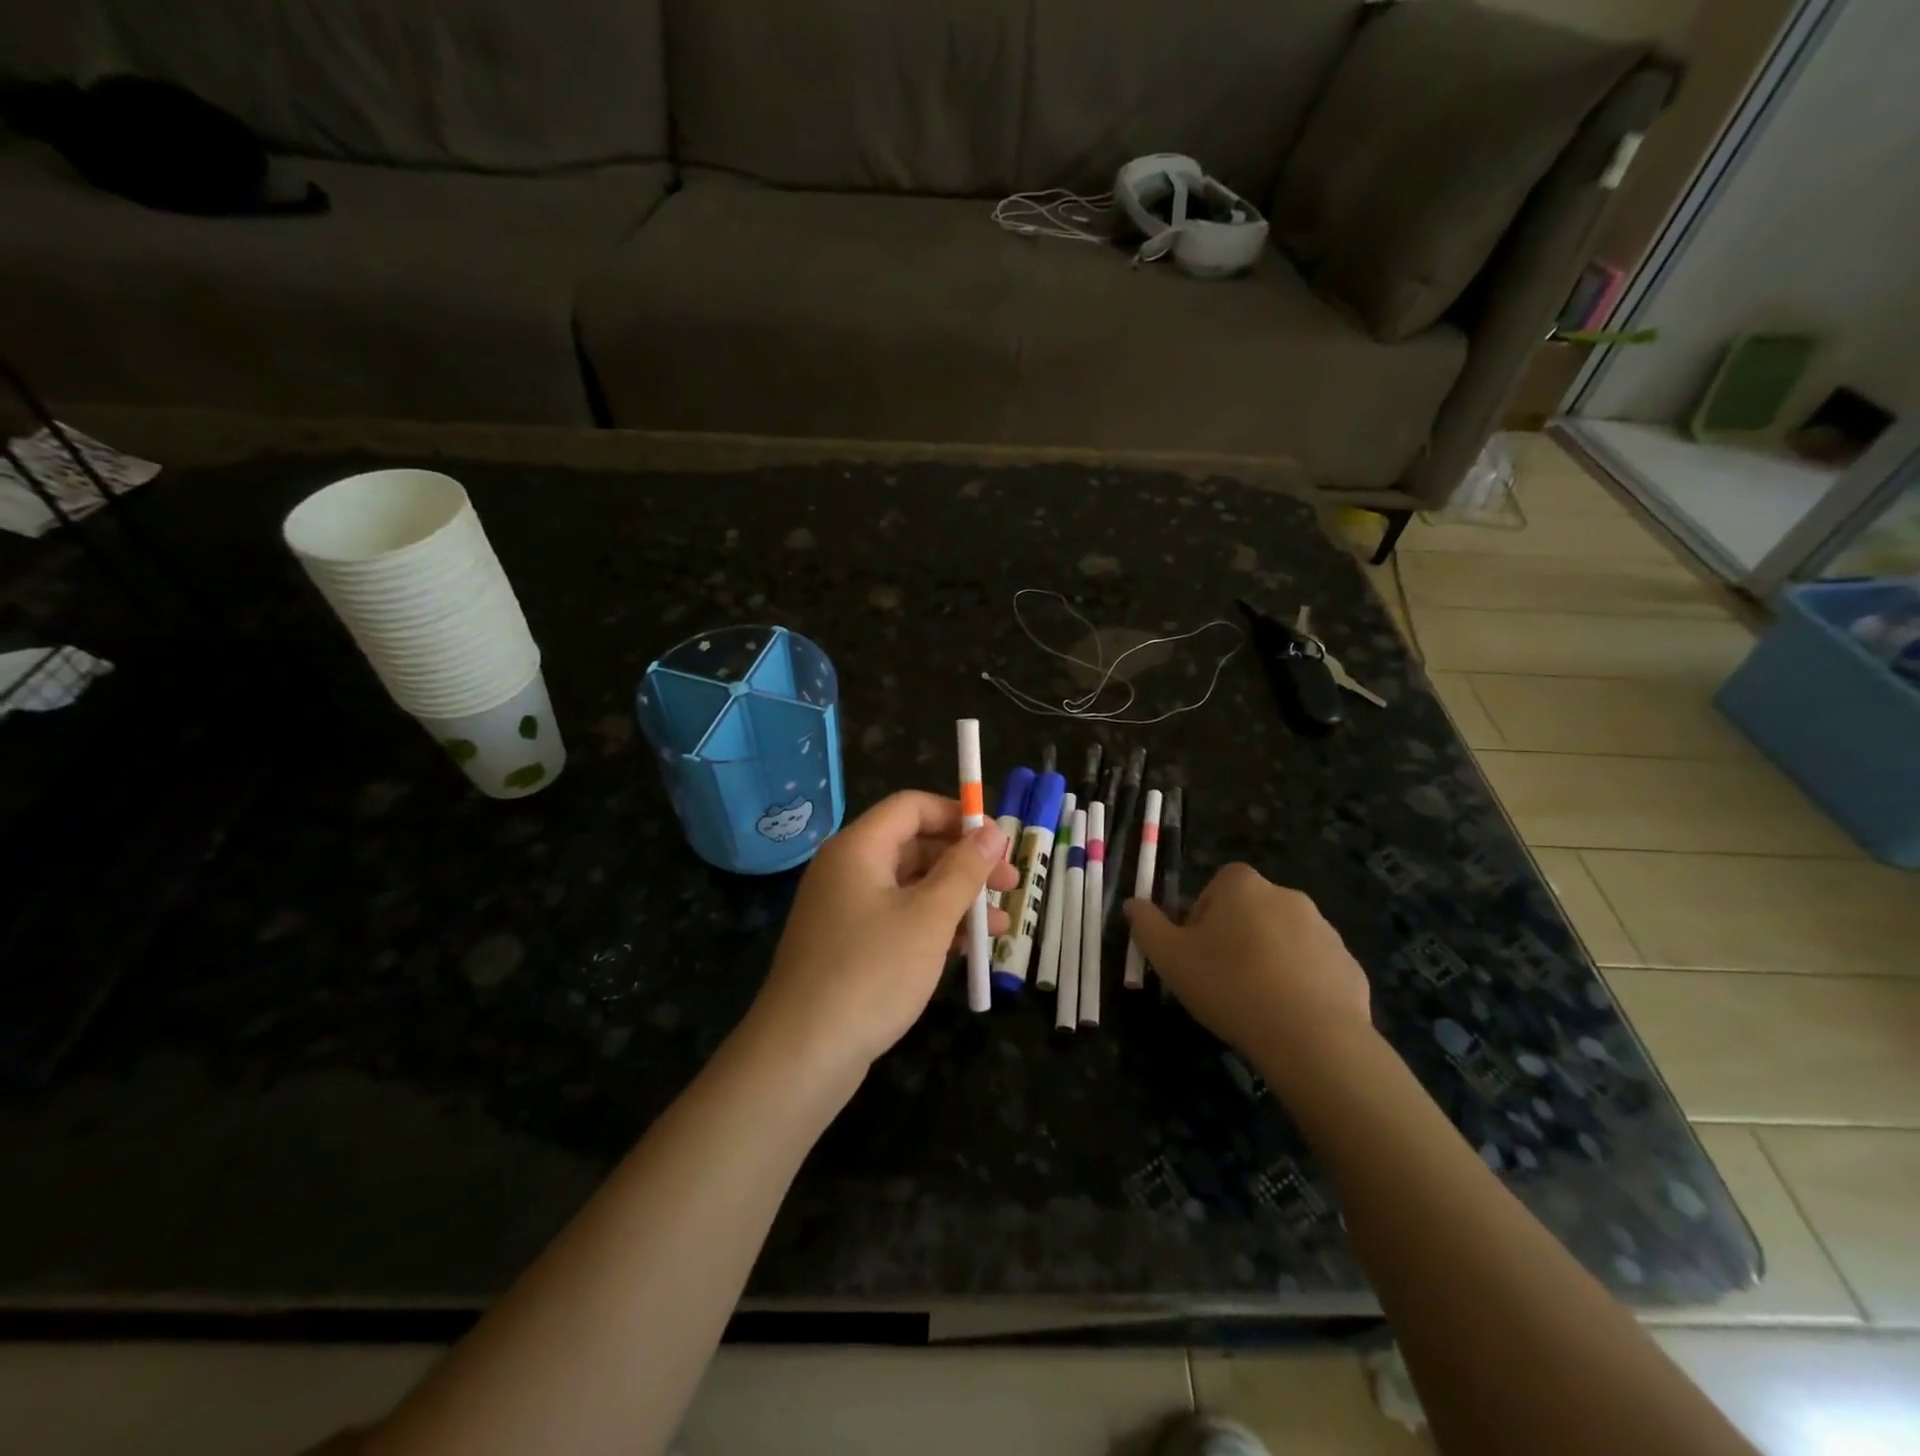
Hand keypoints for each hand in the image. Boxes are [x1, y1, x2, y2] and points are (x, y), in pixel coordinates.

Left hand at [747, 791, 1014, 1077]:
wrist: (803, 1055)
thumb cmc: (871, 972)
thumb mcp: (929, 917)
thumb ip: (964, 869)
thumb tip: (993, 830)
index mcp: (859, 848)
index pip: (912, 807)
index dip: (957, 815)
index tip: (998, 839)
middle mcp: (848, 869)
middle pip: (914, 845)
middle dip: (966, 863)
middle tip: (1011, 884)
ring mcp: (845, 910)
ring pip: (911, 887)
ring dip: (957, 899)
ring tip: (1002, 926)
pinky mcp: (848, 946)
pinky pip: (898, 919)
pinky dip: (934, 927)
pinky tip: (968, 949)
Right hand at [1123, 863, 1371, 1066]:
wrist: (1312, 1037)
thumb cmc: (1229, 986)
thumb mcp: (1169, 957)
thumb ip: (1146, 925)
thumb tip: (1133, 904)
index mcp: (1242, 886)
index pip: (1215, 888)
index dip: (1201, 920)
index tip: (1196, 954)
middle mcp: (1287, 896)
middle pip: (1250, 912)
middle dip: (1235, 939)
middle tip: (1220, 980)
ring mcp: (1325, 930)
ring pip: (1283, 940)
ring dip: (1268, 961)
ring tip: (1255, 1004)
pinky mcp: (1350, 966)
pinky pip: (1314, 970)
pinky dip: (1300, 986)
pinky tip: (1288, 1018)